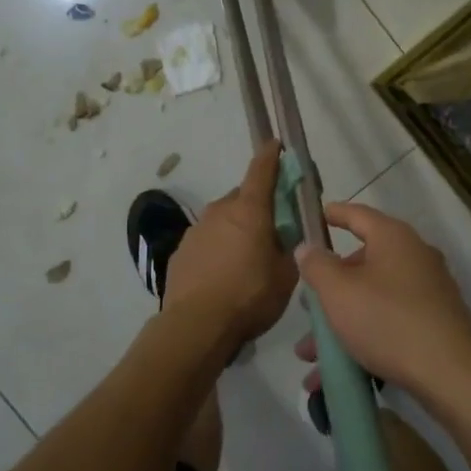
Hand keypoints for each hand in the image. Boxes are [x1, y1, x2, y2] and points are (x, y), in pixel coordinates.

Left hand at [163, 142, 296, 346]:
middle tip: (270, 232)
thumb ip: (289, 249)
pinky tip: (221, 277)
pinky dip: (216, 251)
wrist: (196, 325)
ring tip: (244, 262)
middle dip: (256, 208)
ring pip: (222, 221)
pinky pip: (206, 242)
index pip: (261, 171)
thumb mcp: (286, 275)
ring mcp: (196, 230)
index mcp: (250, 211)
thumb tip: (287, 238)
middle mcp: (220, 211)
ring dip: (235, 232)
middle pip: (242, 199)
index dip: (270, 156)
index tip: (276, 145)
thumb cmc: (250, 296)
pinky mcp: (181, 252)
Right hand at [293, 202, 470, 403]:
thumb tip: (308, 248)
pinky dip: (362, 340)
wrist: (451, 374)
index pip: (357, 215)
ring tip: (310, 357)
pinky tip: (336, 374)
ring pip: (371, 300)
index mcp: (394, 238)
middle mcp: (414, 257)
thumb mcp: (339, 292)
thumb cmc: (388, 320)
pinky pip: (388, 323)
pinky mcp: (433, 323)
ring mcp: (427, 291)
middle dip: (329, 290)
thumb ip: (317, 266)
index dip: (333, 214)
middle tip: (306, 309)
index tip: (314, 217)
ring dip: (339, 324)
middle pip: (361, 264)